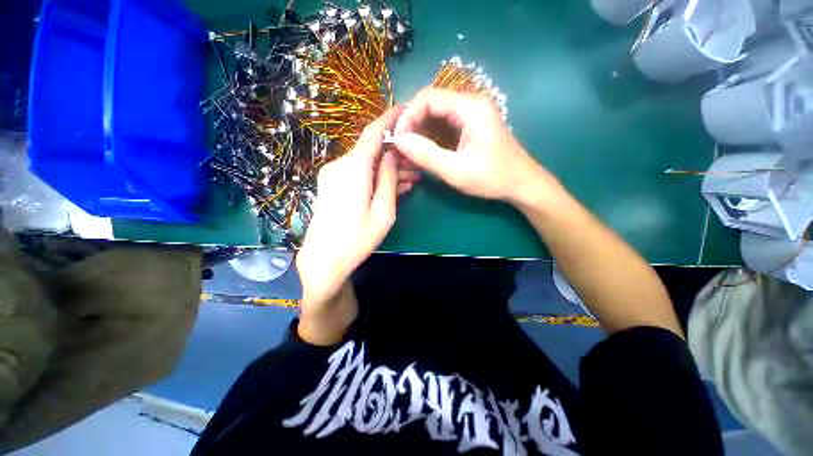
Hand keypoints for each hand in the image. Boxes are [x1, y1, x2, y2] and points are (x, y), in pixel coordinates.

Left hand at [295, 107, 417, 343]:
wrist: (324, 259)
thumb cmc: (357, 238)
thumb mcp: (383, 210)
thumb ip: (388, 178)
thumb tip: (392, 154)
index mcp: (354, 168)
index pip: (373, 133)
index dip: (389, 119)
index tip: (406, 111)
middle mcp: (340, 165)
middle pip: (371, 151)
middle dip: (395, 154)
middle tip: (418, 164)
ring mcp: (333, 175)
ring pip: (366, 163)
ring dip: (387, 168)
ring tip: (411, 178)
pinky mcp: (332, 186)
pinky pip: (358, 174)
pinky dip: (375, 177)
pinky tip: (393, 185)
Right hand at [392, 88, 558, 206]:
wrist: (521, 184)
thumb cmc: (492, 177)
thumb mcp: (455, 170)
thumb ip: (426, 155)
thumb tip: (398, 140)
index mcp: (470, 106)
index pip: (428, 98)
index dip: (408, 116)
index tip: (397, 139)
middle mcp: (471, 103)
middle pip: (431, 104)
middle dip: (412, 124)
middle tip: (401, 146)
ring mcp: (472, 114)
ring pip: (436, 115)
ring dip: (420, 131)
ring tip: (409, 150)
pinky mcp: (471, 126)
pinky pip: (445, 125)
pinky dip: (431, 136)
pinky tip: (424, 150)